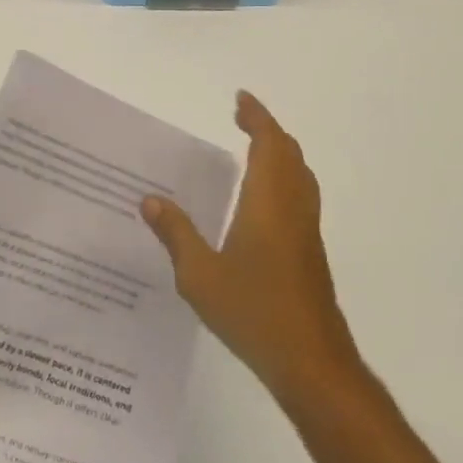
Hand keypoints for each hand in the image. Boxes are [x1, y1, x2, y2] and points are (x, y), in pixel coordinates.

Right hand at [142, 91, 358, 404]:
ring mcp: (306, 231)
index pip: (268, 144)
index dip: (257, 117)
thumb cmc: (254, 312)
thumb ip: (175, 234)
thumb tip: (149, 199)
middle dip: (267, 129)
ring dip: (279, 151)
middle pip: (289, 153)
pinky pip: (300, 194)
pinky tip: (262, 198)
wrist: (312, 363)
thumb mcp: (200, 275)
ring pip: (300, 174)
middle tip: (240, 117)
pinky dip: (284, 175)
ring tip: (252, 146)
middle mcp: (293, 207)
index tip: (240, 99)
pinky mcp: (310, 252)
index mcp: (268, 202)